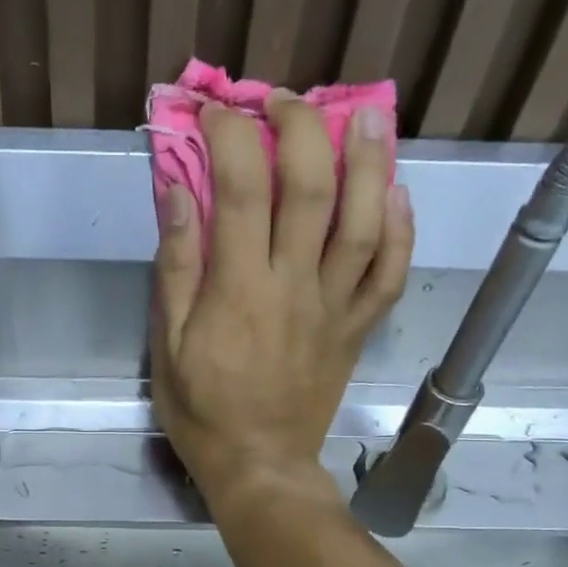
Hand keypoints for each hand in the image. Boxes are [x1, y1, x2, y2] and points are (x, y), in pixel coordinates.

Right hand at [151, 96, 411, 510]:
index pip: (240, 190)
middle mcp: (295, 286)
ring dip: (370, 162)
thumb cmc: (202, 410)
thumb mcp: (166, 345)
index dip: (230, 137)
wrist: (259, 466)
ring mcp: (335, 306)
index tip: (215, 112)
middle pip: (312, 189)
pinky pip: (390, 274)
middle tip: (284, 101)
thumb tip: (177, 190)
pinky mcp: (357, 328)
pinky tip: (399, 193)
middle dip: (300, 129)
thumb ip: (176, 267)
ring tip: (366, 116)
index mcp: (239, 289)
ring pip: (365, 222)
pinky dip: (401, 229)